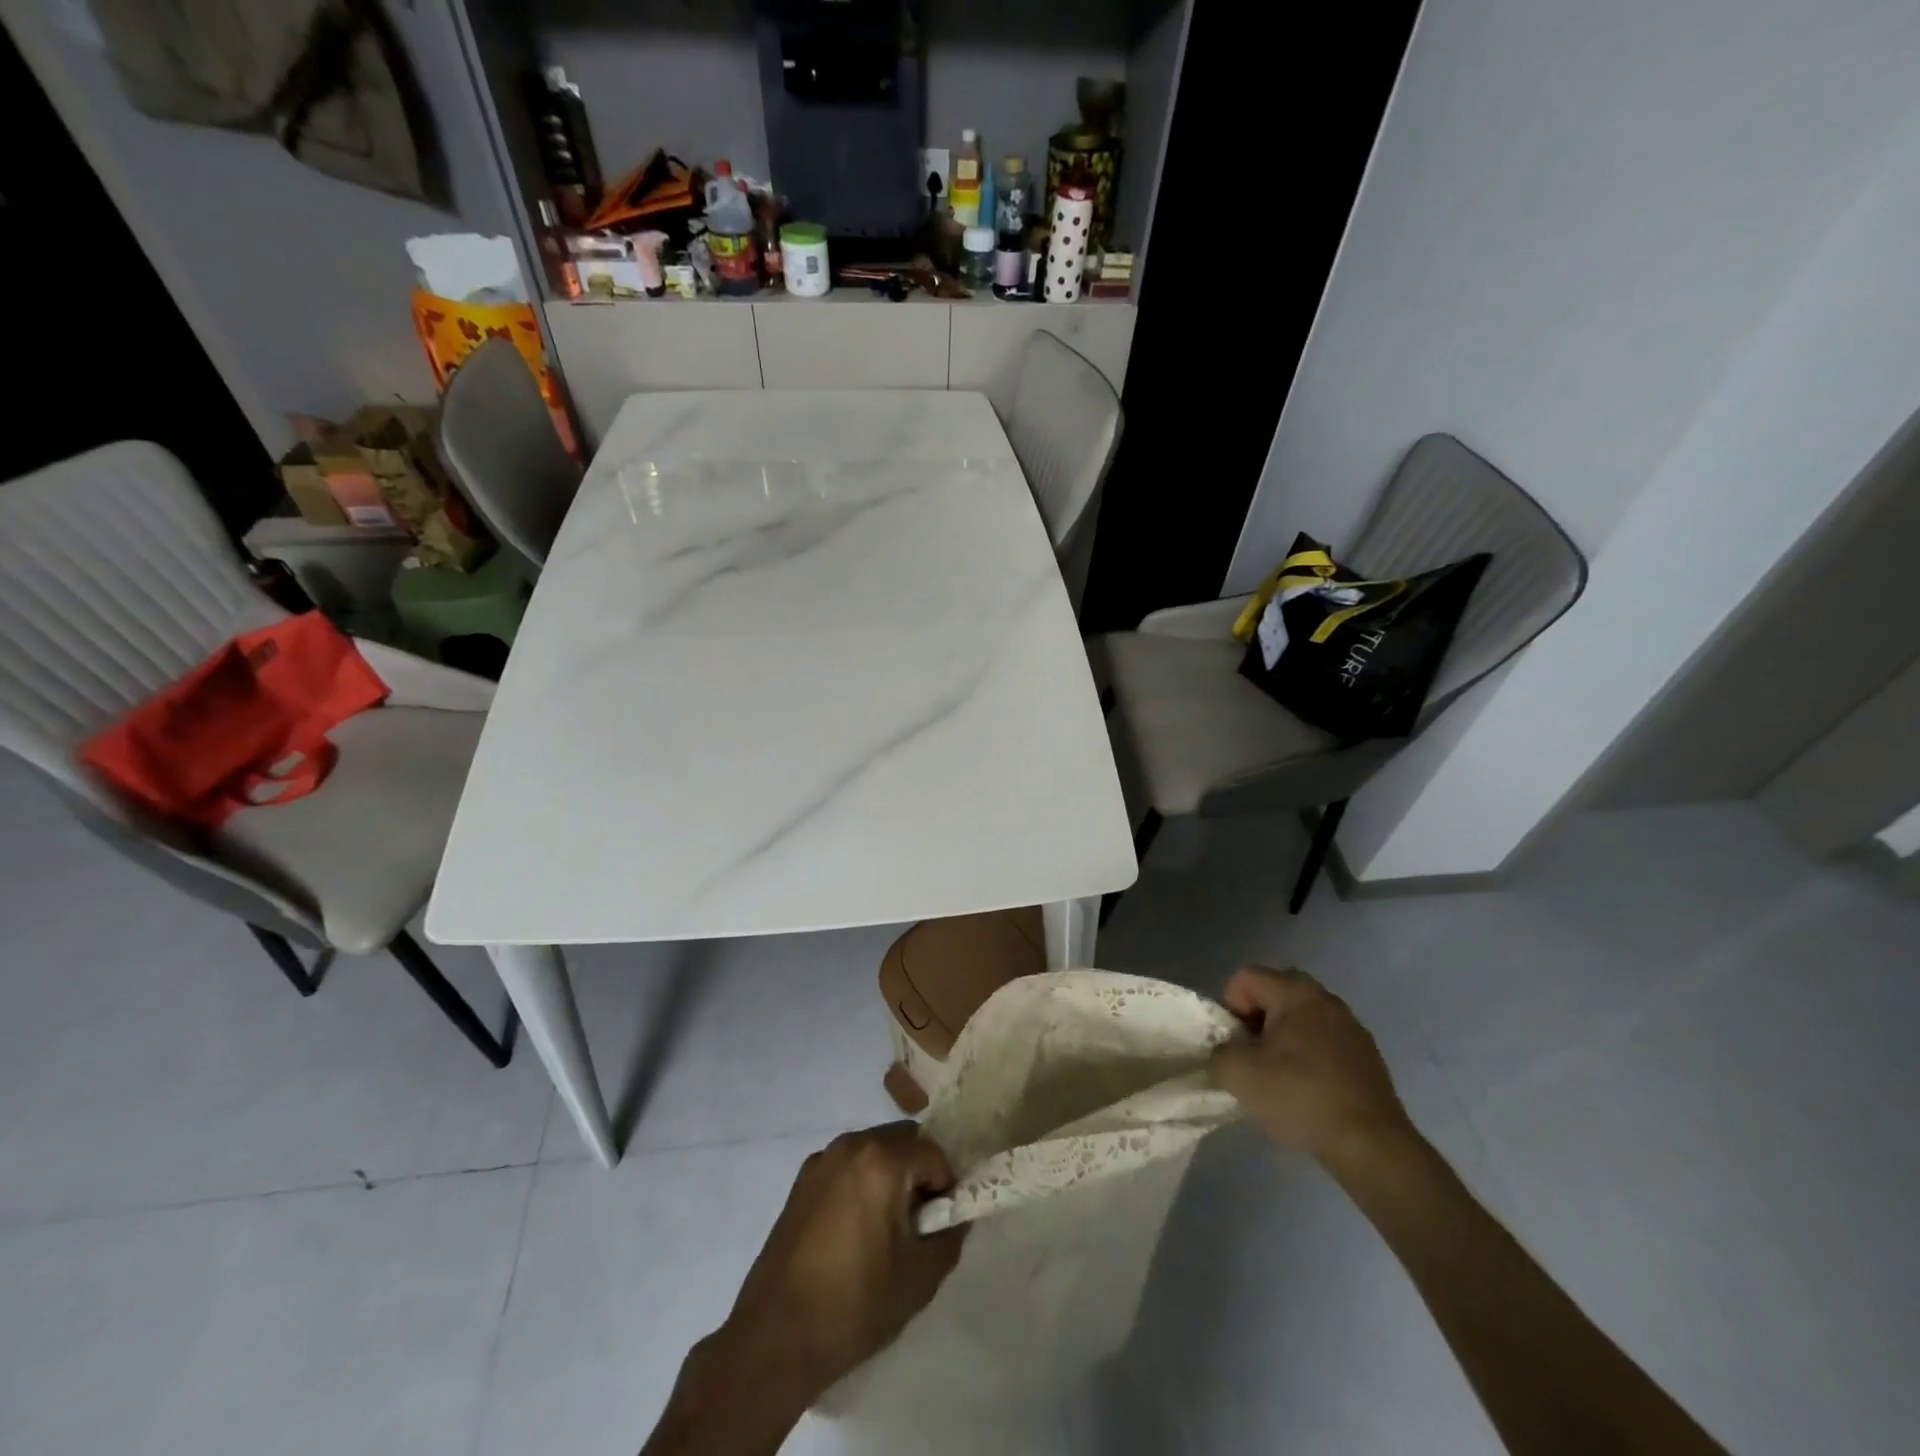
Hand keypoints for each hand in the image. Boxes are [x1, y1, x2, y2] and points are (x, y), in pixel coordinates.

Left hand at [717, 1122, 967, 1404]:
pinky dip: (862, 1183)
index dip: (946, 1186)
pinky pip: (847, 1166)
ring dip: (890, 1175)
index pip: (934, 1153)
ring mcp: (822, 1160)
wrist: (775, 1339)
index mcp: (881, 1159)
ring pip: (873, 1150)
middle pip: (902, 1140)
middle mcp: (851, 1145)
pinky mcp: (801, 1182)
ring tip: (887, 1229)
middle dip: (919, 1172)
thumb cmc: (854, 1304)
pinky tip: (855, 1232)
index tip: (943, 1223)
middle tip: (919, 1222)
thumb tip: (956, 1216)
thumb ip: (949, 1237)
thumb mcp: (919, 1278)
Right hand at [1211, 966, 1414, 1164]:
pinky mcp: (1368, 1058)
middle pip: (1273, 995)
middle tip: (1253, 1060)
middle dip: (1255, 1024)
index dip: (1229, 1009)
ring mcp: (1352, 1028)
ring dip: (1282, 1042)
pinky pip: (1324, 1044)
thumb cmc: (1299, 1097)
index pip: (1244, 978)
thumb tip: (1226, 1051)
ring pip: (1300, 1021)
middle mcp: (1326, 999)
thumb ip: (1218, 1051)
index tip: (1236, 1046)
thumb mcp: (1237, 1073)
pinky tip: (1308, 1094)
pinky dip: (1309, 1060)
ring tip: (1279, 1081)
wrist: (1371, 1147)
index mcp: (1296, 991)